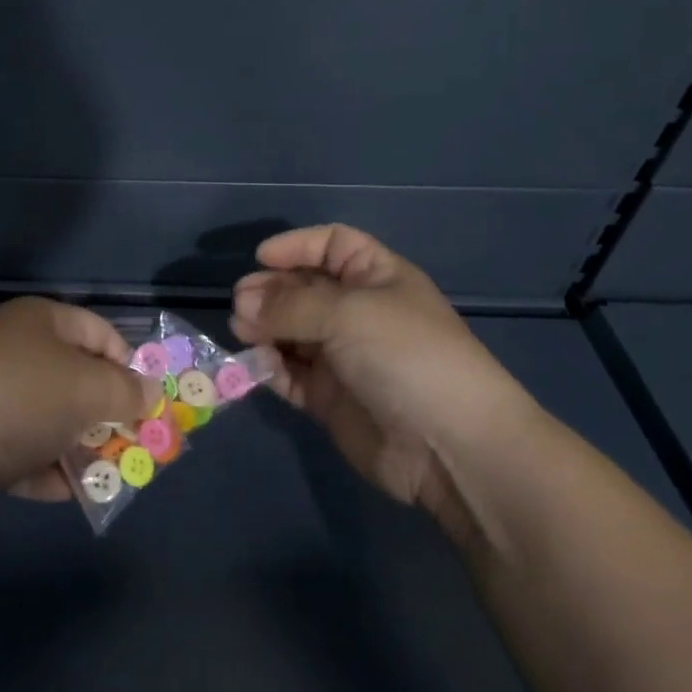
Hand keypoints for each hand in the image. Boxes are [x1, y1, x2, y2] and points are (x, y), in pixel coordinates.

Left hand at [0, 298, 150, 520]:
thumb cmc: (16, 399)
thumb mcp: (86, 389)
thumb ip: (125, 392)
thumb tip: (150, 393)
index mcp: (41, 322)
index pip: (99, 332)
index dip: (128, 364)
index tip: (149, 403)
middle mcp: (16, 353)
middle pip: (75, 378)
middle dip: (107, 412)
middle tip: (136, 445)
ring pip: (50, 420)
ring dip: (80, 448)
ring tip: (111, 476)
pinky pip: (22, 453)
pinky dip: (47, 472)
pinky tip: (69, 494)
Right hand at [230, 225, 536, 520]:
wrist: (450, 446)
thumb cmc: (405, 356)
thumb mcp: (348, 313)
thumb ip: (289, 305)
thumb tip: (244, 304)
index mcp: (377, 277)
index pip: (332, 245)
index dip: (297, 246)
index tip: (261, 258)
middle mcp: (358, 312)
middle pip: (304, 288)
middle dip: (271, 290)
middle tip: (241, 304)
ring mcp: (343, 356)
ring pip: (291, 331)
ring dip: (264, 327)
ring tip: (242, 331)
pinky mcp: (329, 398)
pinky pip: (291, 373)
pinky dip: (271, 366)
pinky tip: (257, 364)